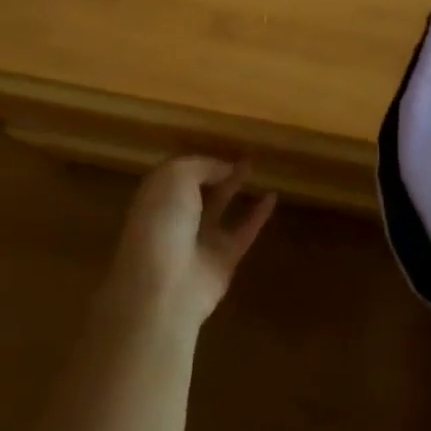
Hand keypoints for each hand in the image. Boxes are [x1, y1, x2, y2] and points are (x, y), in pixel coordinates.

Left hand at [106, 157, 276, 331]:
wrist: (164, 286)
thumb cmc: (163, 222)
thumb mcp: (176, 177)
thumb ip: (202, 166)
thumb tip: (224, 168)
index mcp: (156, 196)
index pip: (177, 173)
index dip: (198, 160)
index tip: (221, 144)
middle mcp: (176, 217)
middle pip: (199, 189)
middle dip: (216, 172)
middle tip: (241, 153)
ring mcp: (199, 240)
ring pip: (221, 207)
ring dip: (236, 188)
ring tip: (256, 167)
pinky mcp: (224, 260)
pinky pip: (244, 231)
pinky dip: (258, 215)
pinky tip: (273, 196)